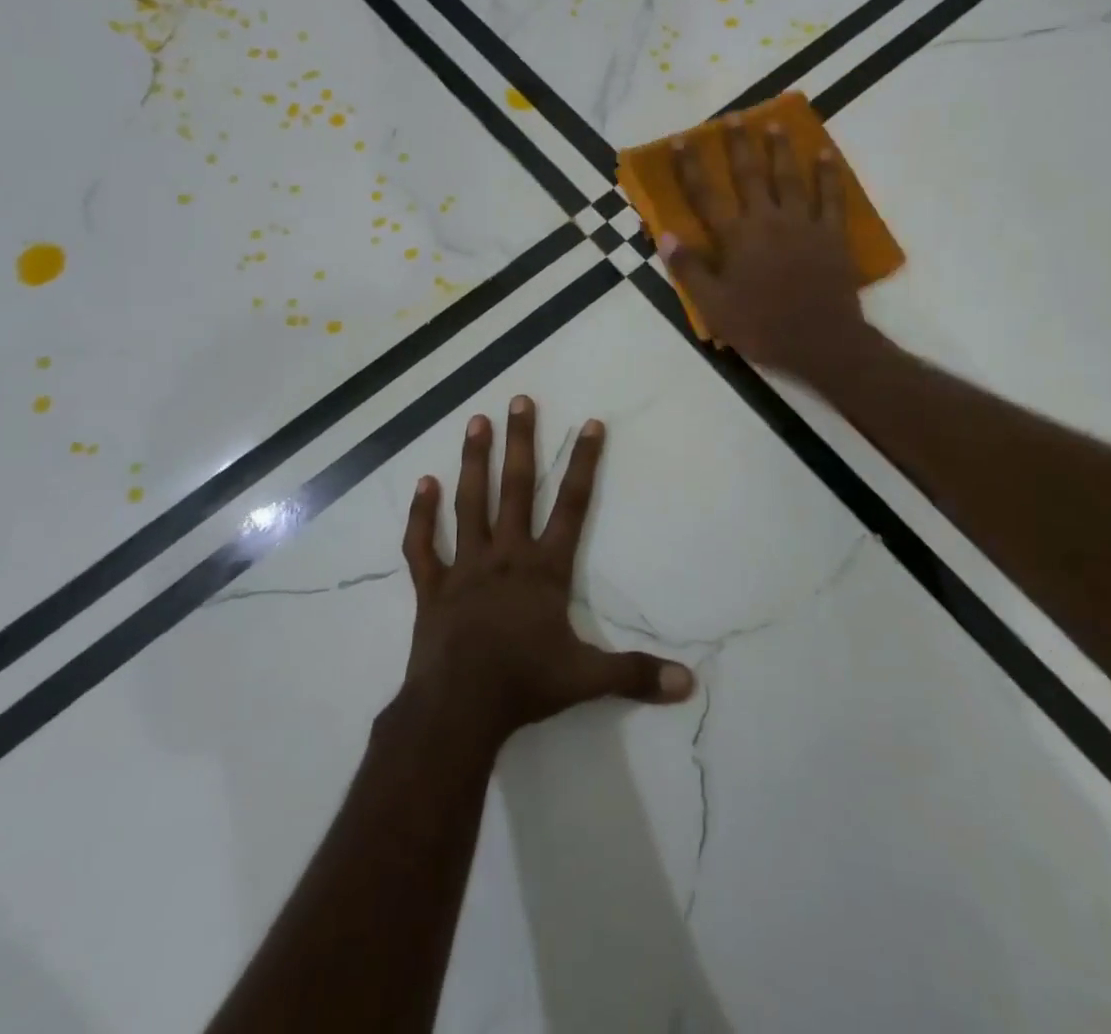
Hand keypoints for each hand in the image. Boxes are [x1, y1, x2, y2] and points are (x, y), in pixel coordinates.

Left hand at [397, 397, 694, 748]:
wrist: (458, 710)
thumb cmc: (525, 685)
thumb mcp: (588, 679)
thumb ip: (637, 674)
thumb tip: (689, 684)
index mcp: (544, 569)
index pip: (573, 505)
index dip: (584, 463)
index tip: (590, 424)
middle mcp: (506, 555)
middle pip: (517, 488)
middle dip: (521, 442)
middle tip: (519, 400)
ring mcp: (465, 567)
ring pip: (470, 503)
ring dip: (474, 461)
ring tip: (476, 421)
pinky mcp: (432, 586)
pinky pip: (423, 544)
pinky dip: (421, 515)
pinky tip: (423, 484)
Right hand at [661, 117, 872, 381]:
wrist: (820, 341)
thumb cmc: (761, 327)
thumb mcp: (714, 306)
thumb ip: (690, 269)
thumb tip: (666, 235)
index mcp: (735, 238)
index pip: (705, 196)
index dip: (690, 167)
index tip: (680, 140)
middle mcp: (767, 220)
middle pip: (749, 175)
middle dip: (738, 145)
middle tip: (733, 117)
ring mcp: (803, 224)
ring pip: (790, 177)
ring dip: (780, 149)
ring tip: (774, 124)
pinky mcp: (831, 234)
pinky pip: (831, 197)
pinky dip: (829, 174)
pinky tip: (825, 153)